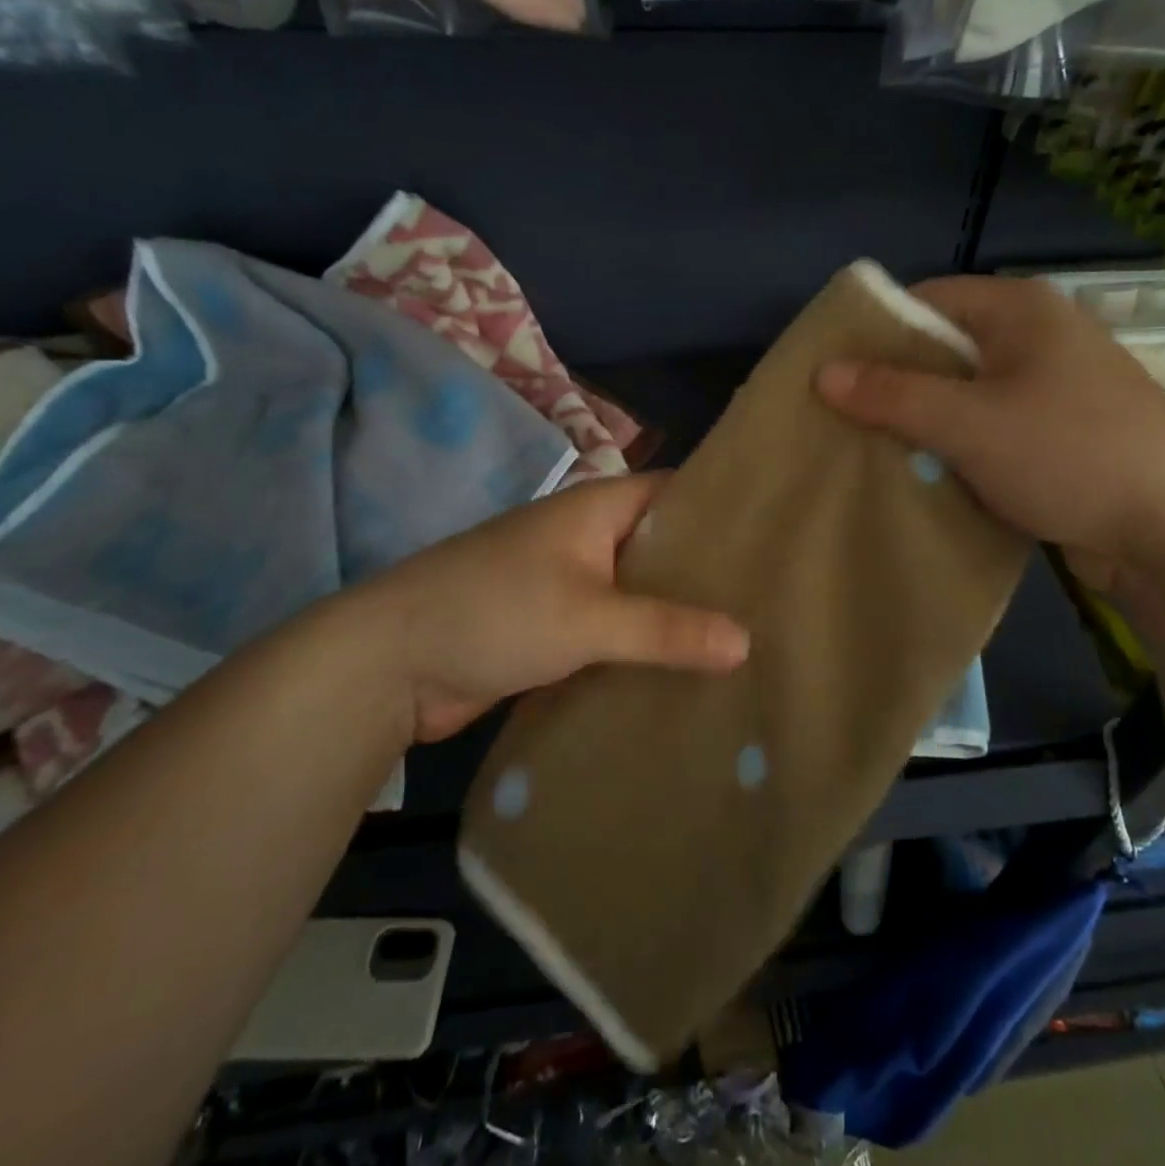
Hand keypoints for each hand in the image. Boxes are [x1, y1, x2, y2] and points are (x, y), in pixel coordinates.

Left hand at [351, 474, 749, 741]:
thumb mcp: (589, 617)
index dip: (723, 511)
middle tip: (772, 600)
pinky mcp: (552, 629)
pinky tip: (684, 671)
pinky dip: (642, 646)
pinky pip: (612, 631)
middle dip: (707, 573)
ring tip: (744, 640)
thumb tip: (746, 642)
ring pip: (637, 593)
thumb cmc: (495, 612)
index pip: (676, 494)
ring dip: (675, 616)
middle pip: (660, 547)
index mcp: (596, 509)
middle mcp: (586, 538)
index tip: (775, 538)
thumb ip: (667, 629)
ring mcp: (567, 584)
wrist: (390, 664)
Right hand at [816, 276, 1164, 594]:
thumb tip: (822, 373)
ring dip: (924, 422)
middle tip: (844, 419)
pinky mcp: (1059, 432)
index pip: (926, 300)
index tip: (833, 373)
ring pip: (965, 394)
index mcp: (1020, 310)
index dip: (876, 333)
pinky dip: (957, 446)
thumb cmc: (1068, 454)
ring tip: (873, 450)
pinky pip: (989, 427)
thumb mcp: (968, 423)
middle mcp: (1037, 337)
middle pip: (944, 348)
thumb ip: (893, 395)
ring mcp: (1052, 387)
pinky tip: (926, 473)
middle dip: (895, 384)